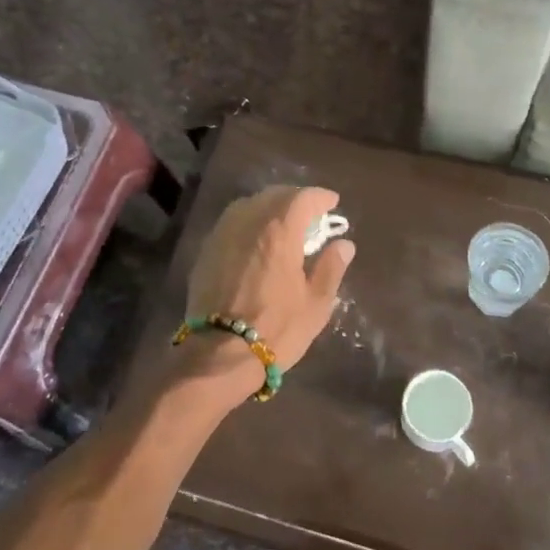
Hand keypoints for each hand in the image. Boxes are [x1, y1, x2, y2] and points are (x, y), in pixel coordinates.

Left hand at [178, 185, 354, 399]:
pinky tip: (256, 240)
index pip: (303, 198)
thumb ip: (331, 268)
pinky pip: (232, 223)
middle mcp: (249, 221)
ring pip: (249, 205)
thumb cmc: (277, 329)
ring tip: (283, 223)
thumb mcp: (316, 304)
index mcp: (279, 230)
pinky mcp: (206, 251)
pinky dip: (249, 222)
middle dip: (295, 199)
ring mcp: (223, 234)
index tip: (333, 203)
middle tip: (310, 214)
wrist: (220, 353)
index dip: (321, 197)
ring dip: (269, 207)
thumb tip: (343, 244)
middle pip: (274, 195)